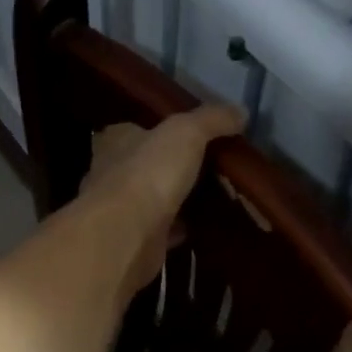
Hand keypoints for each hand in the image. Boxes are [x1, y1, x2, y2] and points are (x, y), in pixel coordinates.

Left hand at [78, 105, 242, 297]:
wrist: (126, 235)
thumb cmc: (148, 172)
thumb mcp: (186, 132)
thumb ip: (211, 119)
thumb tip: (240, 111)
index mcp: (116, 141)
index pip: (134, 129)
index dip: (159, 130)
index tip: (189, 135)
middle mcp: (111, 172)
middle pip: (145, 164)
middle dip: (171, 166)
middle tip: (209, 167)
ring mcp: (120, 209)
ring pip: (153, 198)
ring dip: (175, 198)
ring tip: (211, 195)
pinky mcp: (134, 240)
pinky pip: (162, 229)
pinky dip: (179, 227)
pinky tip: (202, 226)